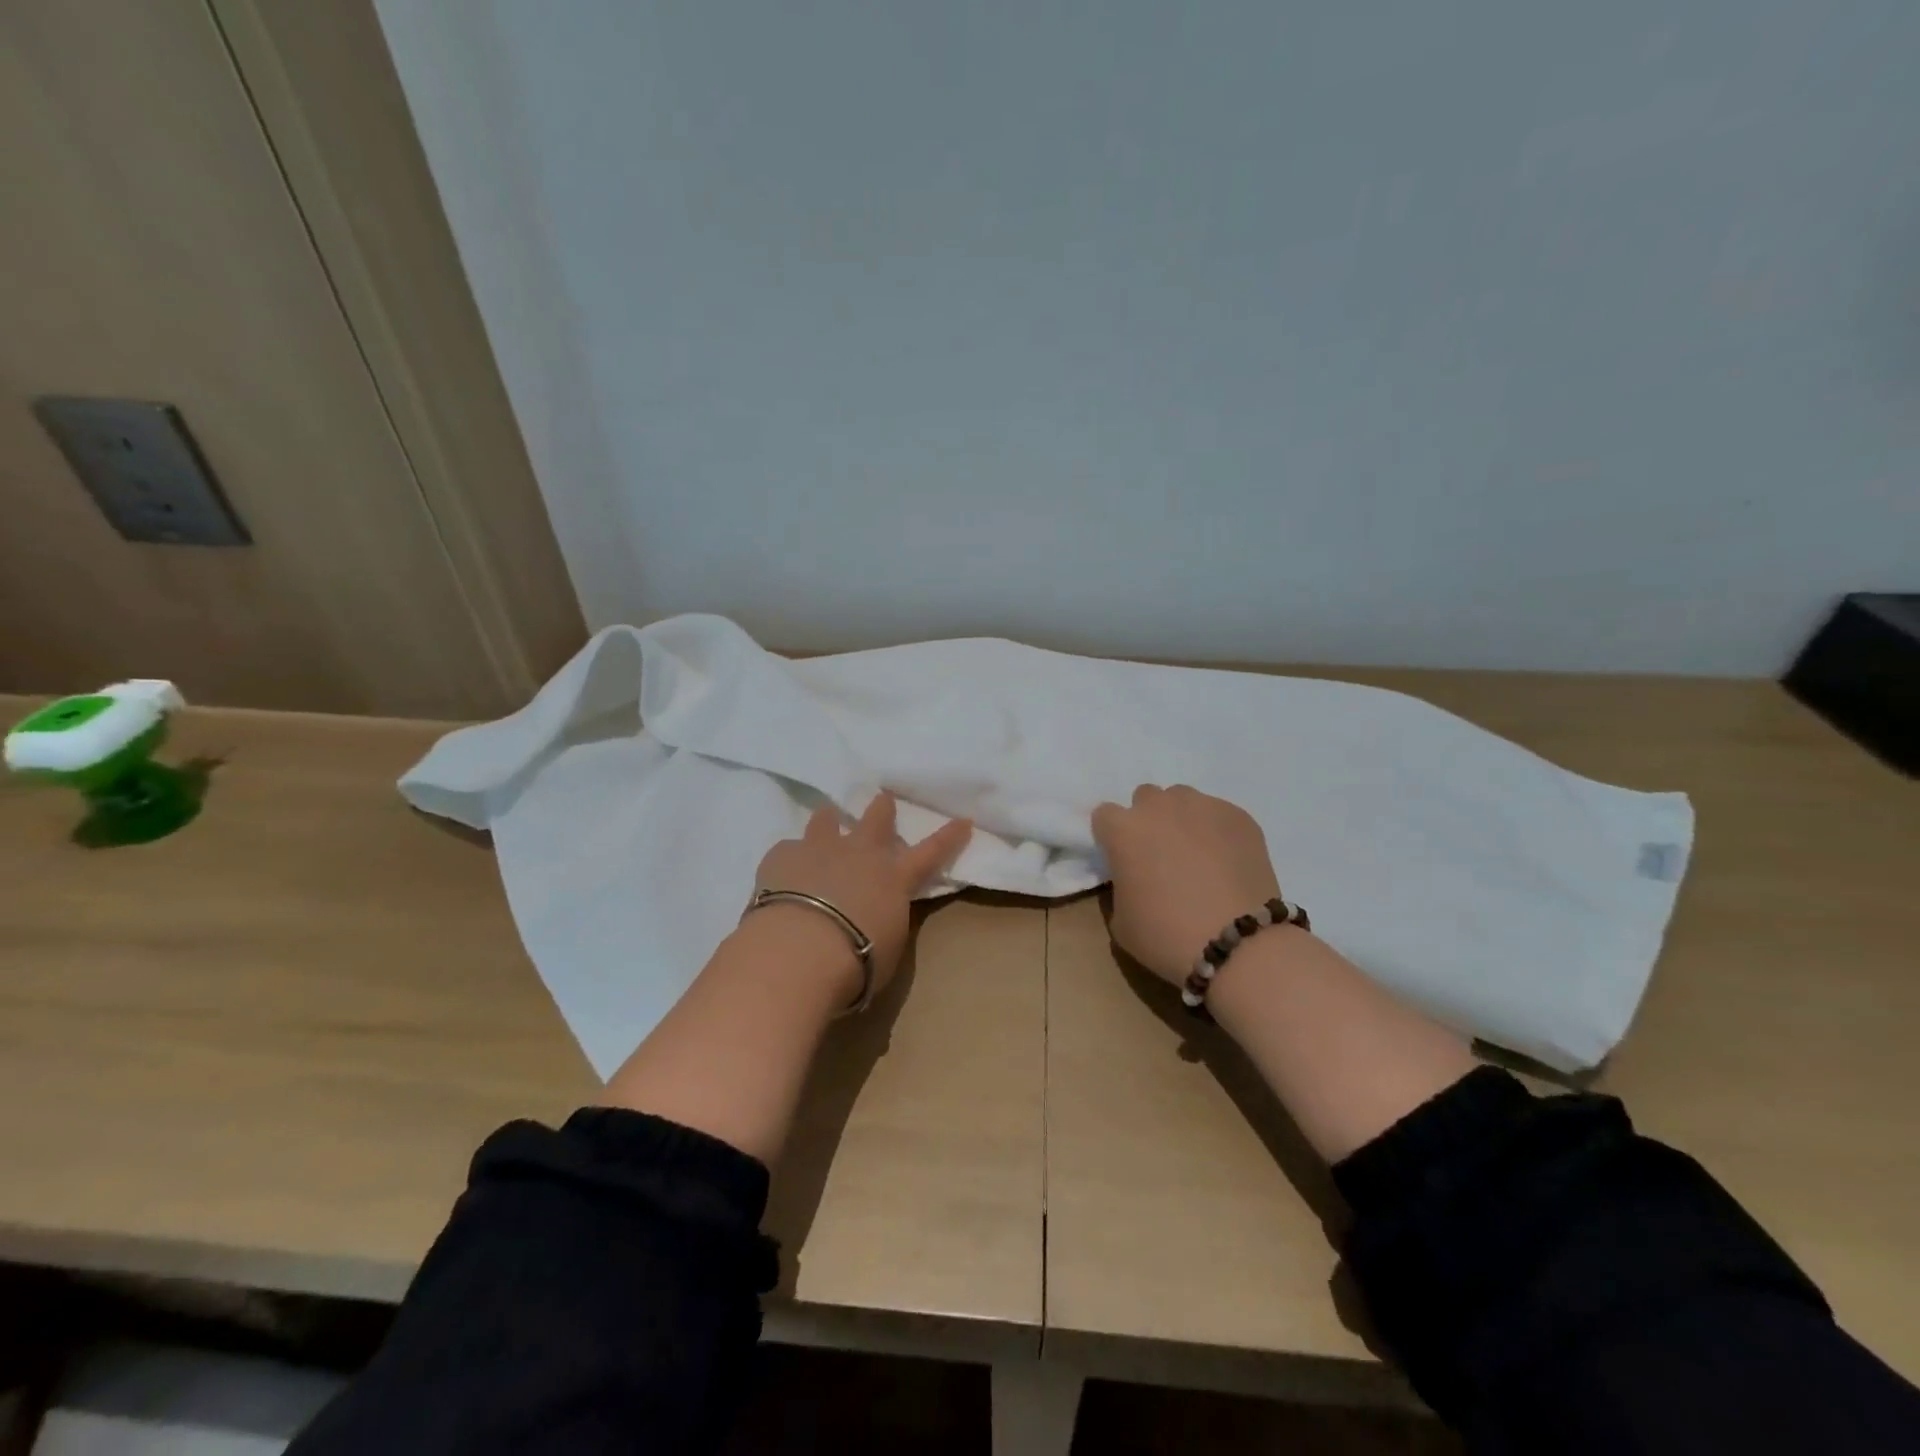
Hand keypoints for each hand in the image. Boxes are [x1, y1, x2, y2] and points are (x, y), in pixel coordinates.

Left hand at [751, 792, 972, 1005]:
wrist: (801, 950)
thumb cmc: (856, 961)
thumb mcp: (887, 945)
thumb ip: (885, 920)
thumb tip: (876, 914)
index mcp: (894, 878)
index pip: (931, 852)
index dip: (949, 836)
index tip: (964, 819)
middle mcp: (860, 853)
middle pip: (877, 819)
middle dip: (882, 809)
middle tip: (882, 800)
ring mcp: (820, 848)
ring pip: (827, 820)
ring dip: (829, 821)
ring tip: (825, 822)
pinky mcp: (782, 855)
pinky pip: (788, 849)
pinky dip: (789, 859)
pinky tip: (781, 874)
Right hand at [1091, 785, 1284, 986]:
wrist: (1239, 944)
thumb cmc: (1167, 936)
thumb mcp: (1121, 921)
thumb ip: (1121, 886)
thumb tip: (1134, 877)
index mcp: (1123, 830)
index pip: (1105, 815)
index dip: (1112, 837)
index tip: (1122, 859)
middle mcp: (1159, 807)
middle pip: (1145, 799)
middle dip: (1148, 821)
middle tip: (1160, 855)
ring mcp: (1202, 806)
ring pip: (1183, 800)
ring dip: (1182, 820)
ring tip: (1197, 855)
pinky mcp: (1238, 816)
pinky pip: (1218, 814)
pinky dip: (1217, 832)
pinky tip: (1227, 863)